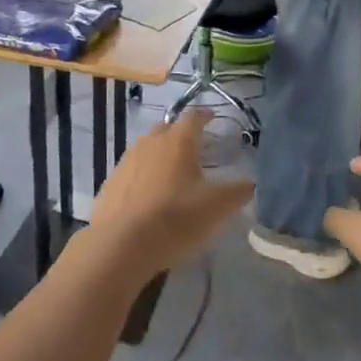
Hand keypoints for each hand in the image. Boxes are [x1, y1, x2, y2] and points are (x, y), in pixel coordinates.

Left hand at [86, 111, 253, 278]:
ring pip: (147, 148)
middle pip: (167, 129)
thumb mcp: (218, 207)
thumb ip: (238, 191)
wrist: (121, 245)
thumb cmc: (176, 218)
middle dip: (181, 134)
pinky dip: (143, 176)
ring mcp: (127, 161)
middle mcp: (150, 143)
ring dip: (160, 155)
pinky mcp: (110, 183)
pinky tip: (149, 196)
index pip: (194, 117)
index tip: (212, 118)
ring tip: (172, 173)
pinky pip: (132, 171)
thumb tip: (249, 183)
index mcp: (178, 141)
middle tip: (195, 148)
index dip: (205, 116)